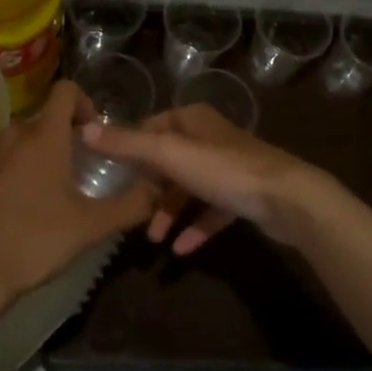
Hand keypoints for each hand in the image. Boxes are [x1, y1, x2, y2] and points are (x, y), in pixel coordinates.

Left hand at [0, 81, 158, 310]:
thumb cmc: (35, 241)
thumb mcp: (91, 227)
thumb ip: (130, 204)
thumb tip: (156, 188)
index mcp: (44, 136)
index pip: (66, 90)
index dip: (84, 103)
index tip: (93, 134)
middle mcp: (12, 134)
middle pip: (44, 121)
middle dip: (62, 139)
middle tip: (75, 174)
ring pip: (18, 143)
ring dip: (35, 158)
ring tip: (44, 196)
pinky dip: (8, 175)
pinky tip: (13, 210)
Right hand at [84, 104, 328, 254]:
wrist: (287, 199)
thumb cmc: (224, 170)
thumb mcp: (169, 154)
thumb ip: (127, 144)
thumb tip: (85, 129)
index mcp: (193, 120)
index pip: (152, 126)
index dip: (131, 146)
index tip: (109, 171)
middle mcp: (210, 138)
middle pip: (170, 159)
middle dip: (149, 186)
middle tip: (128, 210)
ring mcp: (229, 167)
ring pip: (189, 187)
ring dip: (170, 211)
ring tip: (152, 238)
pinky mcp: (243, 195)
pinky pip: (211, 211)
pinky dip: (195, 227)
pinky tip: (180, 251)